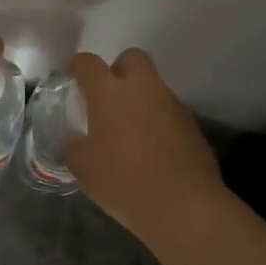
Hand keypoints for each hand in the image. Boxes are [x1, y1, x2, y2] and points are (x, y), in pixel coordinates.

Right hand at [64, 48, 222, 234]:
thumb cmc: (124, 183)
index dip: (78, 66)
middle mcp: (142, 89)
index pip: (89, 63)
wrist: (184, 206)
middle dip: (118, 69)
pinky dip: (159, 120)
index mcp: (109, 93)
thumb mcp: (84, 169)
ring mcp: (171, 104)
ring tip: (131, 128)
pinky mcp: (192, 124)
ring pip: (153, 85)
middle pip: (131, 58)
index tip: (73, 75)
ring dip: (141, 97)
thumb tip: (73, 141)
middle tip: (108, 96)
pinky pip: (169, 110)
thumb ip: (73, 148)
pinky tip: (153, 147)